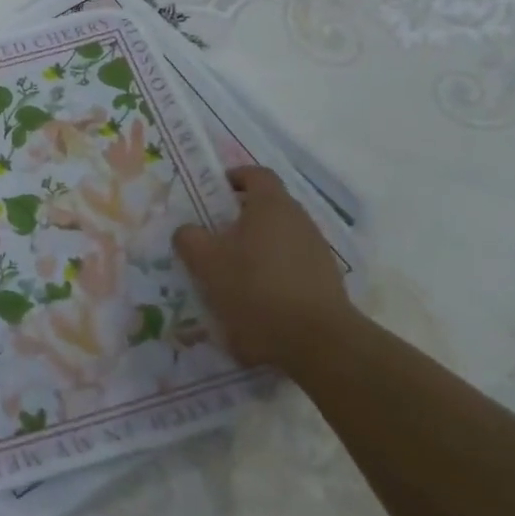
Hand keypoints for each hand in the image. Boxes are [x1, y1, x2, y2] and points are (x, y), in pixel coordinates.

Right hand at [174, 166, 355, 372]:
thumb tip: (187, 230)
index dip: (234, 177)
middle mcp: (299, 220)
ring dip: (257, 247)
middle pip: (268, 206)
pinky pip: (293, 265)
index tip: (213, 192)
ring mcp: (317, 251)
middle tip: (214, 236)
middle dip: (240, 217)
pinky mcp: (327, 281)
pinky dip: (273, 272)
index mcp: (271, 205)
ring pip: (280, 237)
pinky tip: (256, 298)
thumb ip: (189, 238)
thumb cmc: (255, 288)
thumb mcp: (206, 262)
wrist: (317, 341)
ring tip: (232, 272)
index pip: (255, 174)